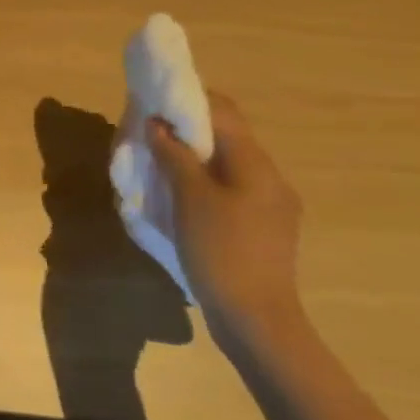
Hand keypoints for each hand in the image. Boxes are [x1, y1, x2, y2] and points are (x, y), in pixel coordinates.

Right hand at [145, 92, 303, 334]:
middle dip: (187, 129)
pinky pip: (230, 189)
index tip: (154, 101)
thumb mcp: (190, 198)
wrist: (257, 319)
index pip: (224, 112)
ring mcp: (270, 205)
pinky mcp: (262, 228)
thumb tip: (157, 124)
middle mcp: (269, 178)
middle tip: (149, 134)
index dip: (188, 99)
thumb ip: (174, 156)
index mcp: (256, 164)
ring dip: (193, 157)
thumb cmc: (221, 251)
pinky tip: (179, 198)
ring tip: (158, 164)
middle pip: (226, 137)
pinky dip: (203, 182)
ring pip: (226, 165)